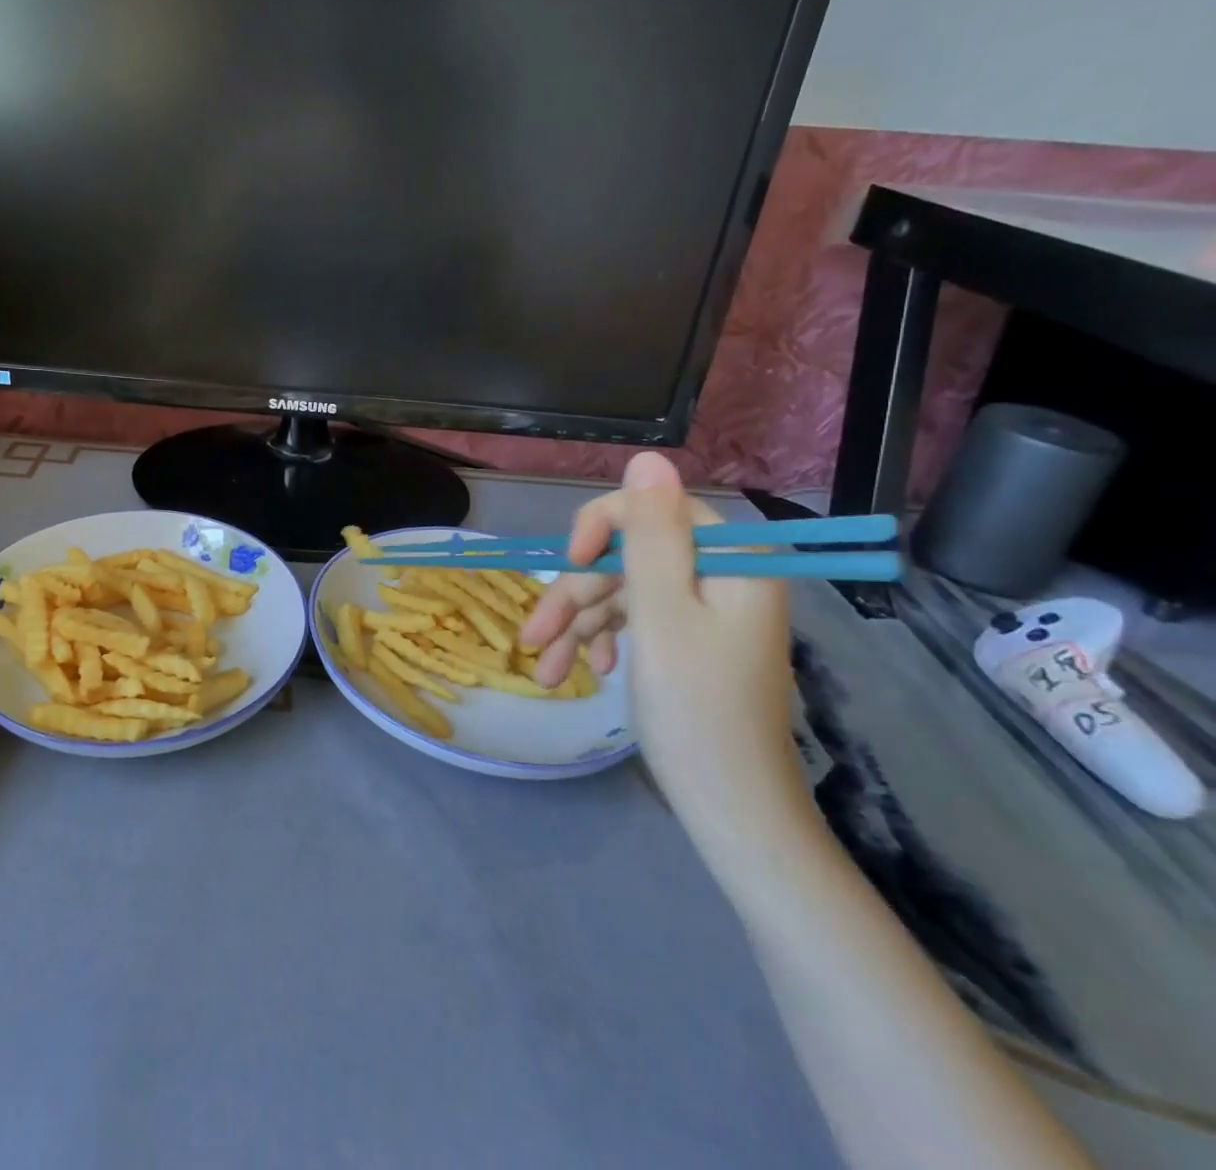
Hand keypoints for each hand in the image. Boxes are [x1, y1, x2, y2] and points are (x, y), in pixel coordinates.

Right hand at [520, 454, 804, 841]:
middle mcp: (720, 576)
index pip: (653, 508)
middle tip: (534, 638)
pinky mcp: (687, 641)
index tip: (568, 564)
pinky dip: (600, 642)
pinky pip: (632, 622)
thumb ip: (650, 535)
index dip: (601, 527)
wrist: (732, 811)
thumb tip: (647, 456)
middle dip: (577, 595)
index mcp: (731, 560)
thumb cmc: (696, 710)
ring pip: (621, 592)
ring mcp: (703, 611)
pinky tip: (582, 672)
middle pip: (628, 556)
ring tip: (545, 670)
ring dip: (577, 626)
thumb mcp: (662, 615)